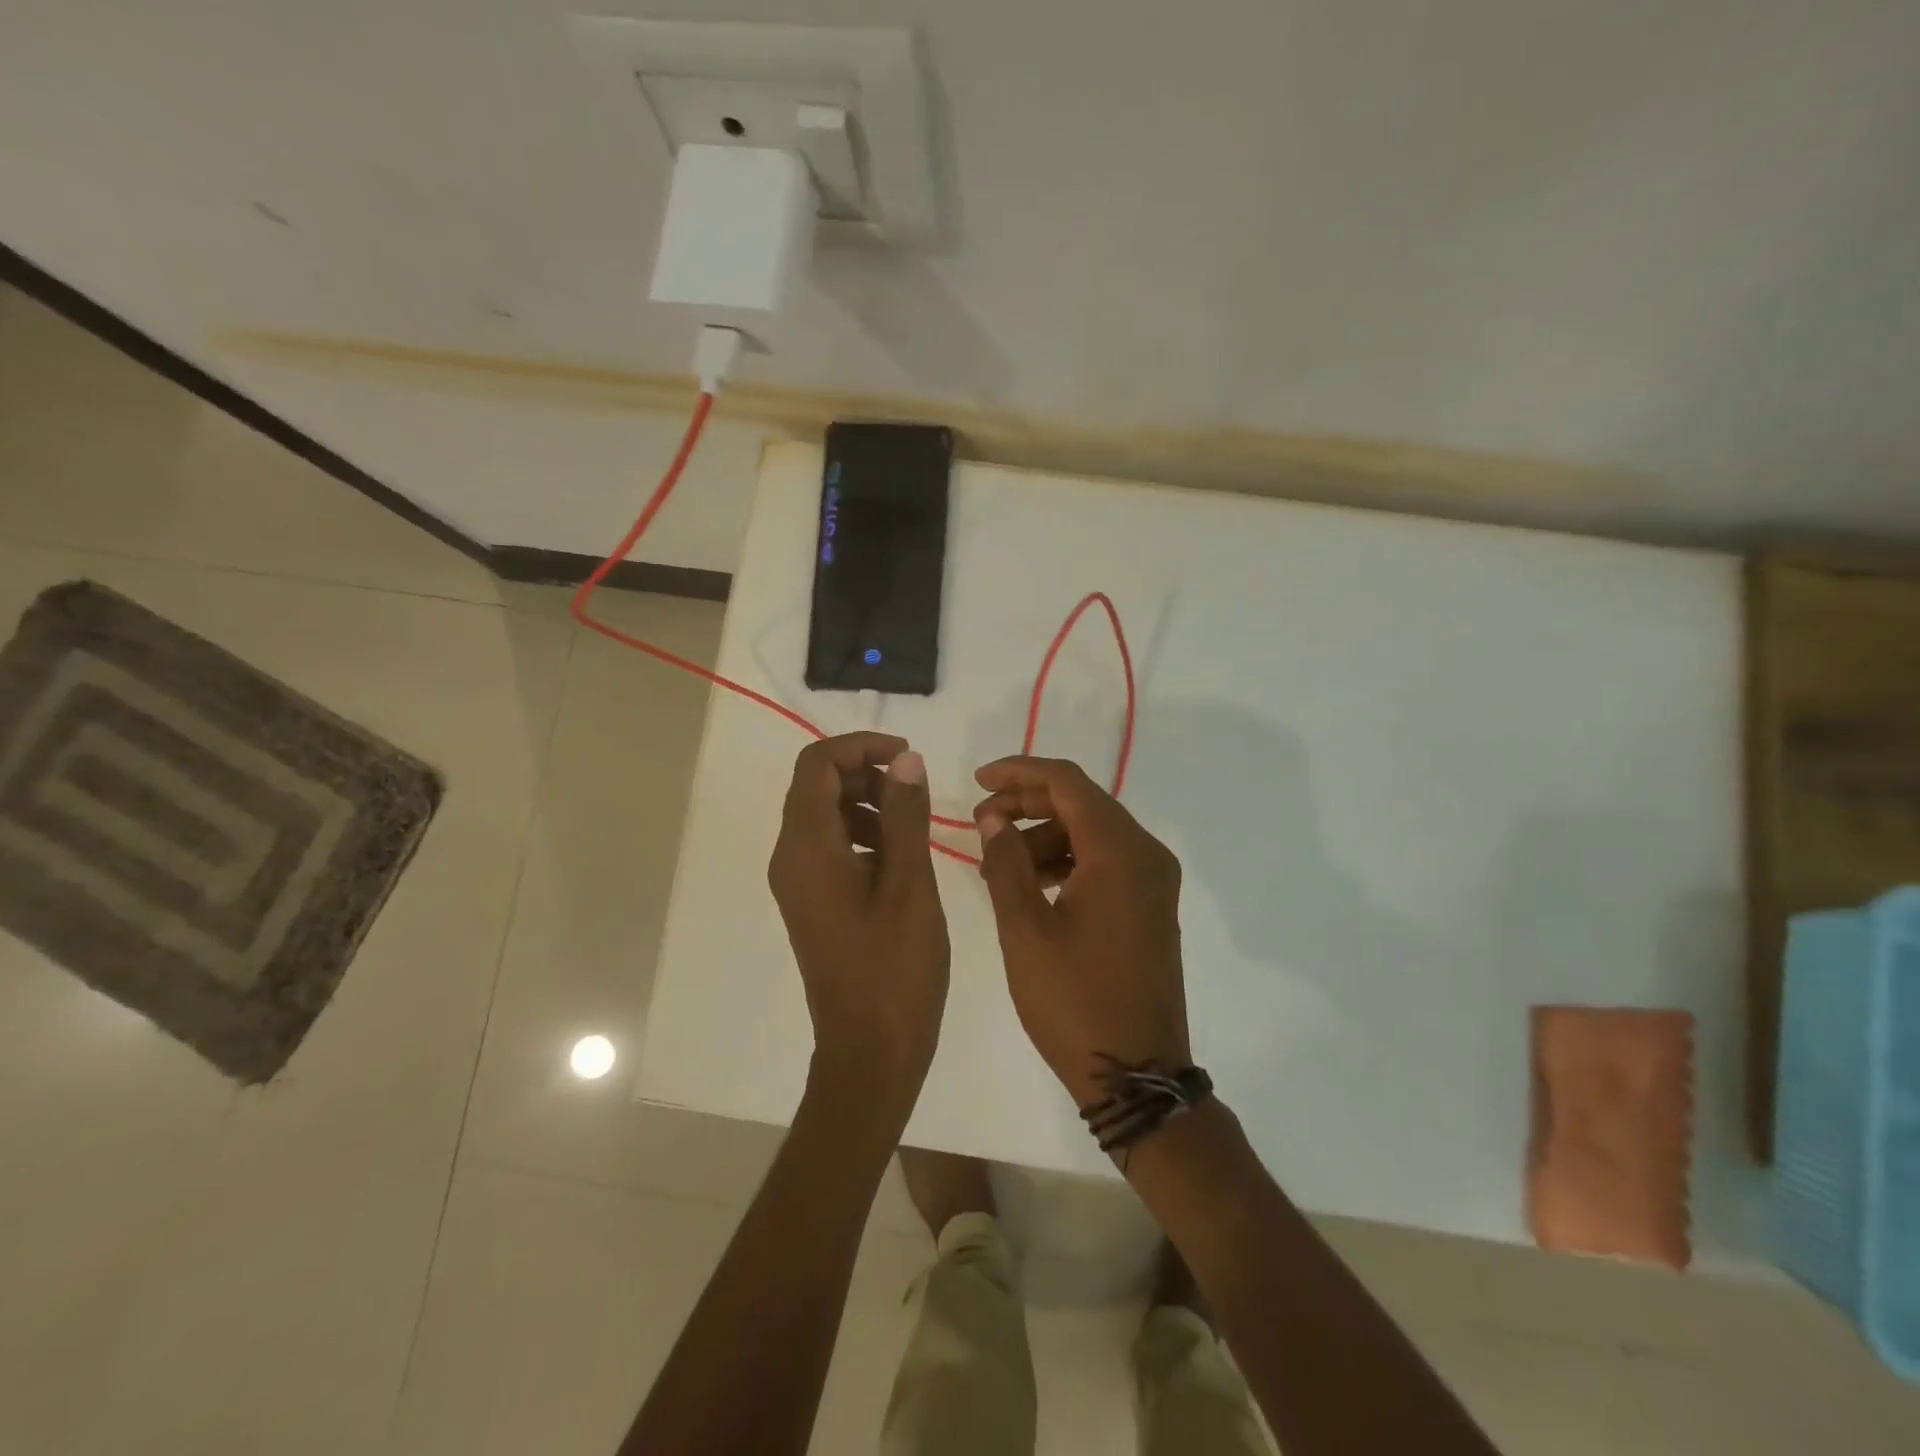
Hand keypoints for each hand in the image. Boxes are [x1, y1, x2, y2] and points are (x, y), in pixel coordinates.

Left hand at [769, 733, 949, 1123]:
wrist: (869, 1051)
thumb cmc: (894, 968)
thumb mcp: (909, 884)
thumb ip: (905, 815)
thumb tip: (905, 760)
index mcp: (807, 848)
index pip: (816, 765)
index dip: (860, 746)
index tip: (907, 756)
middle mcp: (791, 858)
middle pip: (817, 786)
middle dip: (866, 773)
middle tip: (916, 790)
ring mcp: (798, 883)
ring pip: (825, 816)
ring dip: (867, 803)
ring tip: (914, 824)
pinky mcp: (813, 902)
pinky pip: (831, 847)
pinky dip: (864, 834)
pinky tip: (900, 857)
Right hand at [972, 756, 1190, 1108]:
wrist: (1136, 1074)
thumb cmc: (1074, 1001)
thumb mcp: (1025, 930)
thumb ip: (1006, 863)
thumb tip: (994, 819)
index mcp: (1121, 852)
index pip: (1067, 782)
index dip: (1019, 772)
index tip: (977, 780)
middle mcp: (1146, 854)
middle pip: (1082, 802)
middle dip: (1027, 803)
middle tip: (980, 821)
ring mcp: (1154, 880)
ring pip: (1092, 831)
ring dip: (1044, 834)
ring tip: (998, 859)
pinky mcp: (1150, 904)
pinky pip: (1105, 860)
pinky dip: (1067, 859)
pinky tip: (1030, 881)